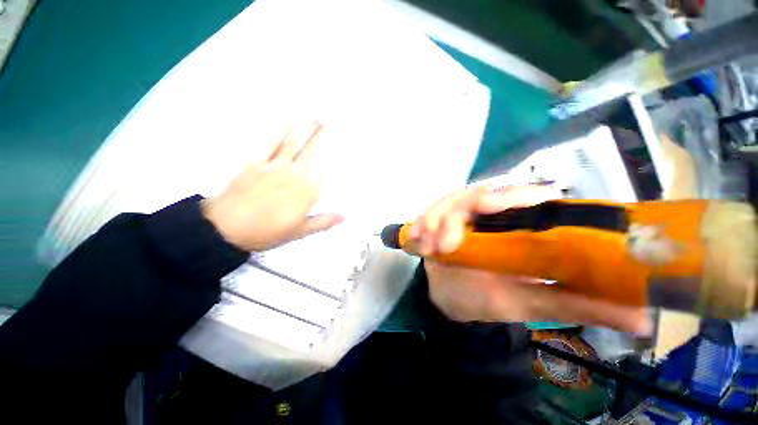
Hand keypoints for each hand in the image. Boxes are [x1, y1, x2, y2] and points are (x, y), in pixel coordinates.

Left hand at [202, 121, 342, 250]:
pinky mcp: (255, 163)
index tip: (336, 139)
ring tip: (314, 117)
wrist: (226, 229)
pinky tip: (287, 122)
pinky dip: (279, 131)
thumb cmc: (266, 232)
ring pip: (293, 143)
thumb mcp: (299, 232)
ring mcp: (273, 166)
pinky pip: (270, 143)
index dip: (329, 153)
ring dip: (305, 129)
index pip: (323, 168)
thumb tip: (345, 216)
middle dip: (320, 135)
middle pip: (310, 151)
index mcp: (306, 192)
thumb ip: (323, 221)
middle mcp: (293, 175)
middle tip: (328, 121)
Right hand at [415, 185, 649, 333]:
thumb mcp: (530, 301)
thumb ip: (576, 304)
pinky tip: (416, 239)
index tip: (488, 210)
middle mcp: (493, 211)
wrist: (452, 296)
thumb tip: (644, 316)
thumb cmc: (489, 298)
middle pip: (478, 192)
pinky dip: (421, 222)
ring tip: (428, 246)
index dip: (510, 197)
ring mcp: (462, 212)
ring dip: (435, 219)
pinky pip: (429, 210)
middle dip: (458, 213)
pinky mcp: (440, 217)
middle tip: (446, 244)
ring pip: (449, 199)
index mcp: (521, 225)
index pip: (526, 195)